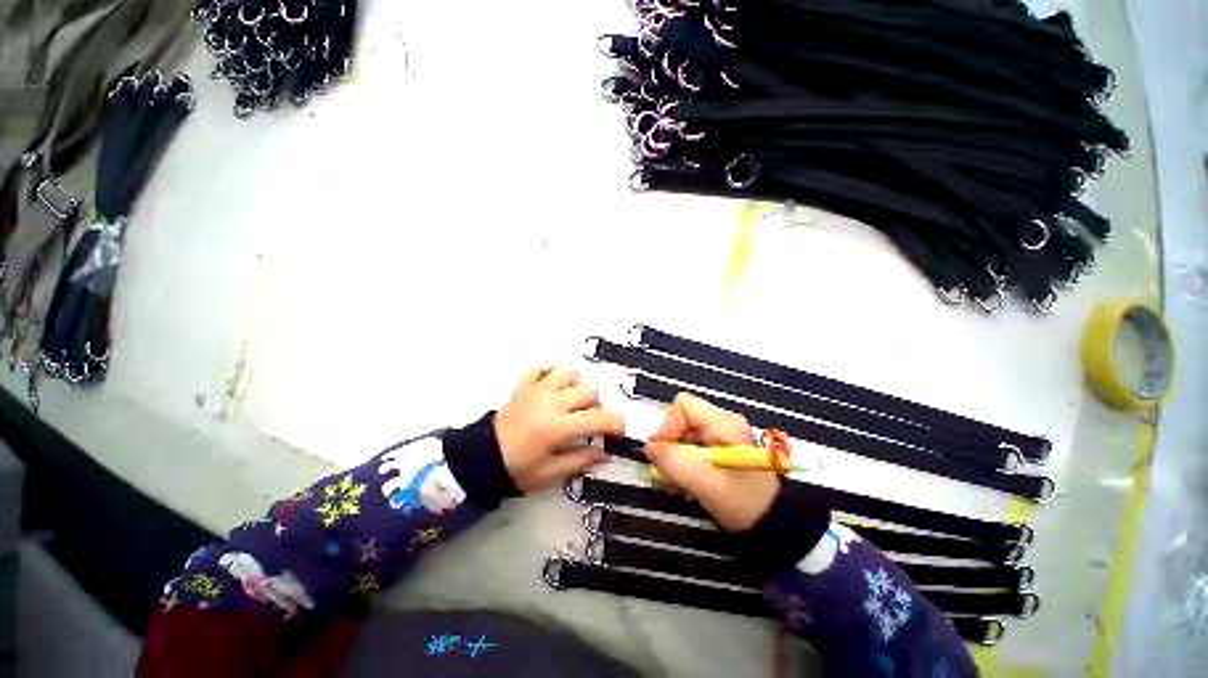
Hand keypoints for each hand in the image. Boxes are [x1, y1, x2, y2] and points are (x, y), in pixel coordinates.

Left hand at [495, 366, 623, 492]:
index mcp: (558, 427)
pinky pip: (541, 367)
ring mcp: (536, 389)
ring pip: (569, 372)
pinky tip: (554, 386)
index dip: (616, 424)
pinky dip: (551, 372)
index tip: (617, 433)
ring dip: (577, 385)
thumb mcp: (552, 473)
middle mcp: (551, 402)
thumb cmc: (519, 469)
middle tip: (589, 420)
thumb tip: (606, 453)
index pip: (599, 418)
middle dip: (597, 406)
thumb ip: (581, 460)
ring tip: (572, 400)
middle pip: (588, 390)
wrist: (483, 459)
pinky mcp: (524, 385)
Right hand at [644, 393, 778, 531]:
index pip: (684, 406)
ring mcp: (723, 436)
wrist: (775, 526)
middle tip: (664, 472)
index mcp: (724, 423)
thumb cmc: (743, 503)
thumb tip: (648, 448)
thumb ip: (674, 463)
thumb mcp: (705, 483)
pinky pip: (693, 447)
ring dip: (674, 457)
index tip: (660, 453)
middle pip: (683, 420)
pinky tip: (683, 483)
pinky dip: (683, 463)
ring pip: (685, 435)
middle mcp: (723, 423)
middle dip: (670, 445)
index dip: (668, 426)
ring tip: (673, 482)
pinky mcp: (721, 450)